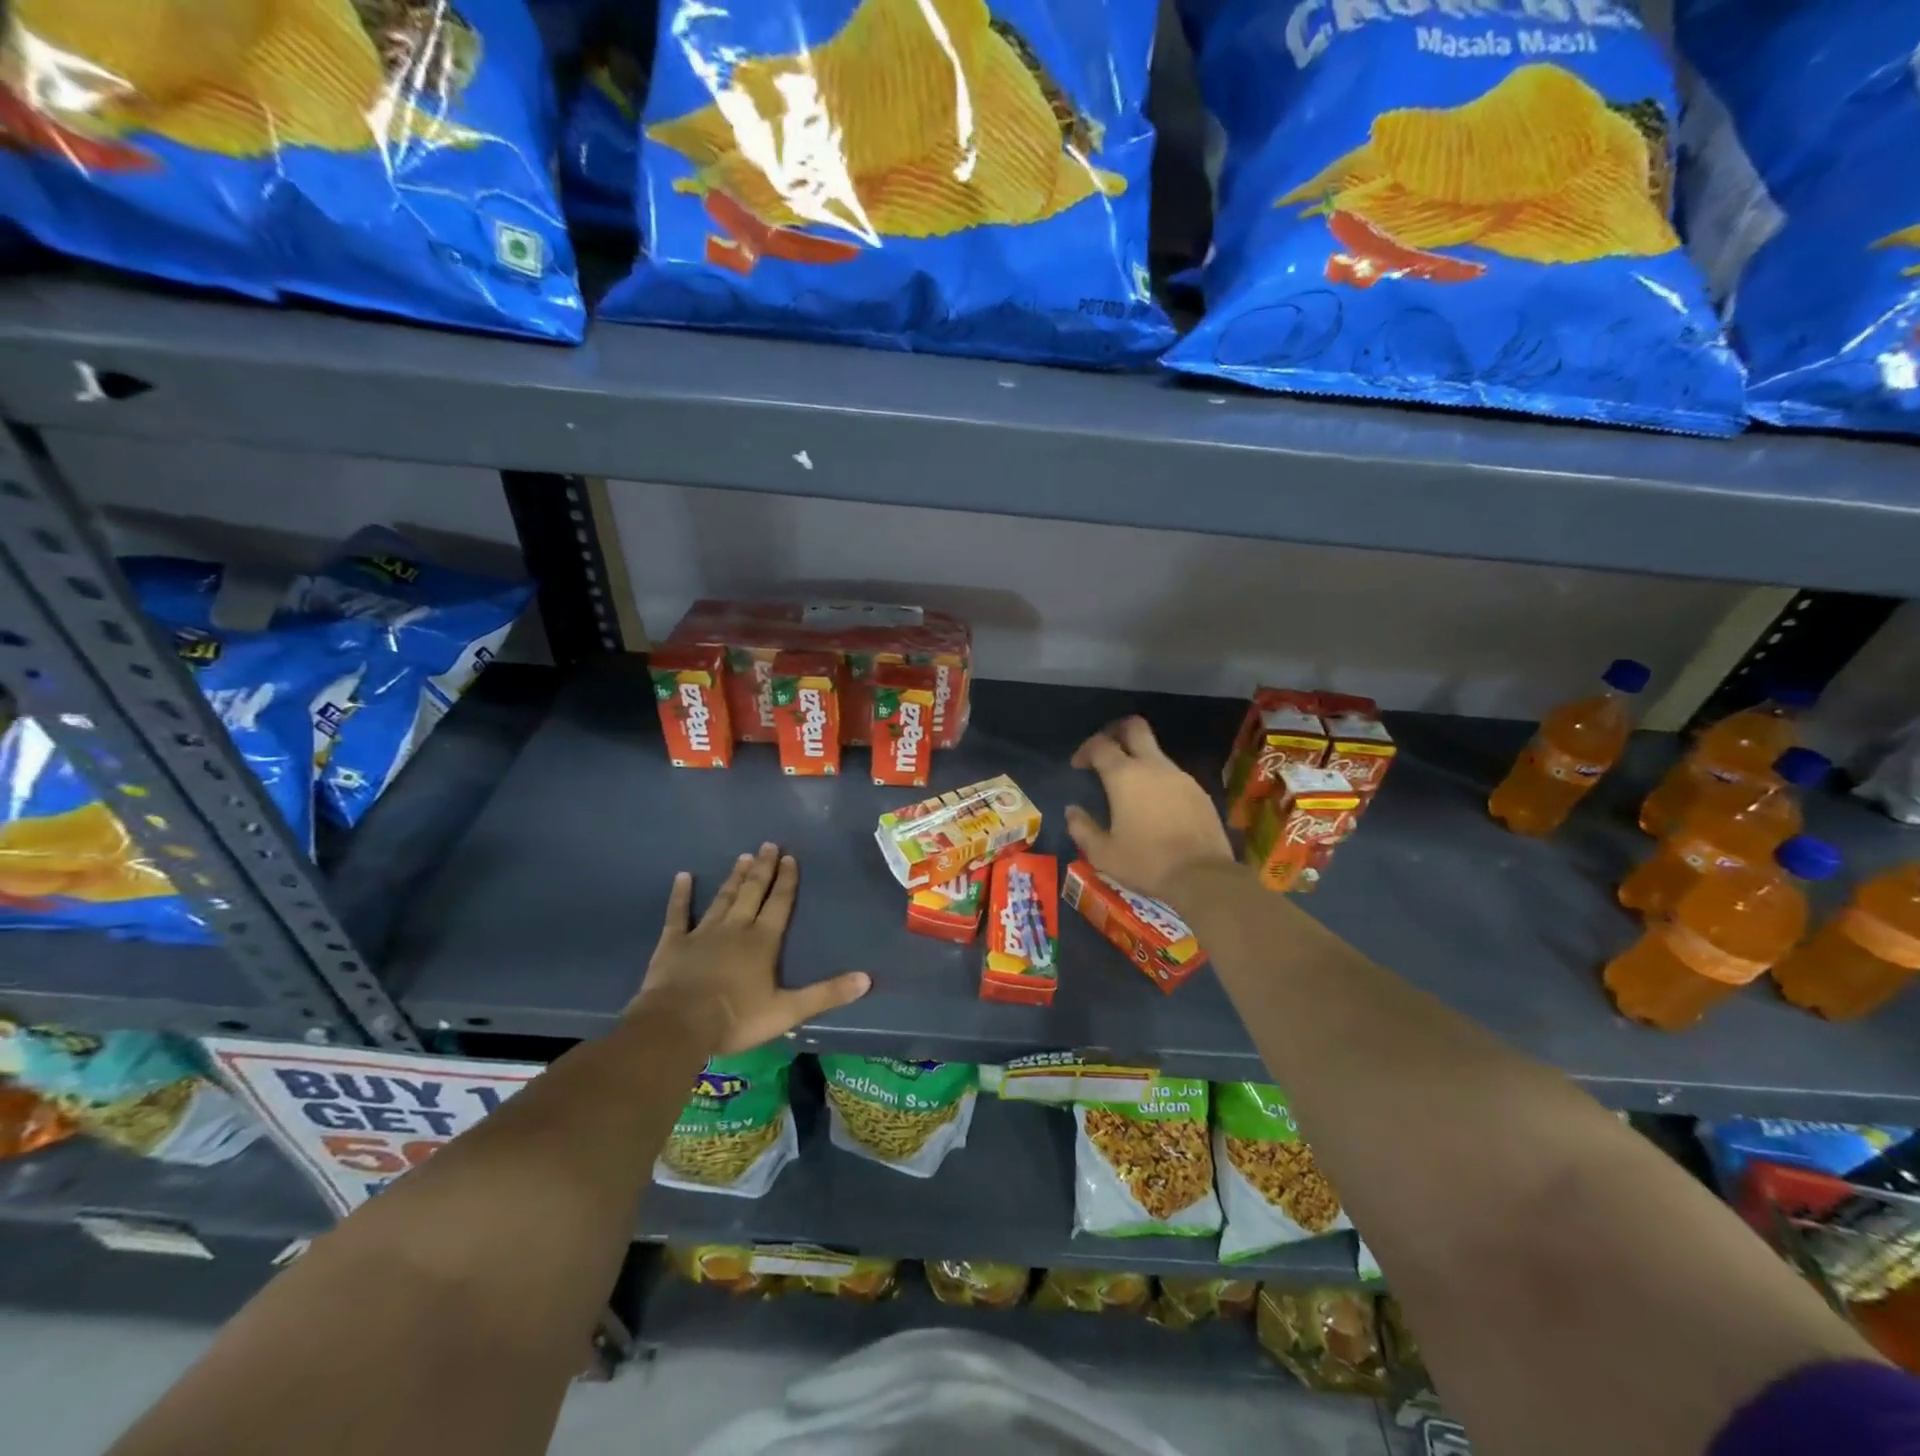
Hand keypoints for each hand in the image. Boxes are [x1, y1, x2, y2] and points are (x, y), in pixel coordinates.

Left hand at [630, 844, 870, 1054]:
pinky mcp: (674, 944)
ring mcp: (702, 933)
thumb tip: (866, 979)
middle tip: (768, 845)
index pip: (779, 903)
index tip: (790, 857)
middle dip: (763, 869)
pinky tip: (683, 877)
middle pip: (752, 892)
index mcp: (762, 941)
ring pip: (723, 898)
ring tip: (743, 857)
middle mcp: (735, 928)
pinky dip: (680, 895)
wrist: (677, 1026)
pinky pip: (678, 914)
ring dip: (734, 878)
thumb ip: (826, 994)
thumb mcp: (788, 1011)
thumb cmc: (736, 1018)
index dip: (787, 880)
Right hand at [1065, 717, 1234, 902]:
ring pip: (1155, 752)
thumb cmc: (1146, 862)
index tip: (1078, 766)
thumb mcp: (1103, 853)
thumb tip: (1072, 811)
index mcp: (1124, 776)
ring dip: (1139, 759)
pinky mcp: (1199, 791)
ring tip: (1129, 787)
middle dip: (1116, 731)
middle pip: (1134, 727)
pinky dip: (1158, 780)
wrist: (1202, 876)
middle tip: (1106, 751)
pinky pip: (1172, 775)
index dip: (1085, 749)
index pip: (1100, 744)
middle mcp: (1153, 766)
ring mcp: (1180, 776)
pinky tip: (1155, 806)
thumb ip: (1082, 828)